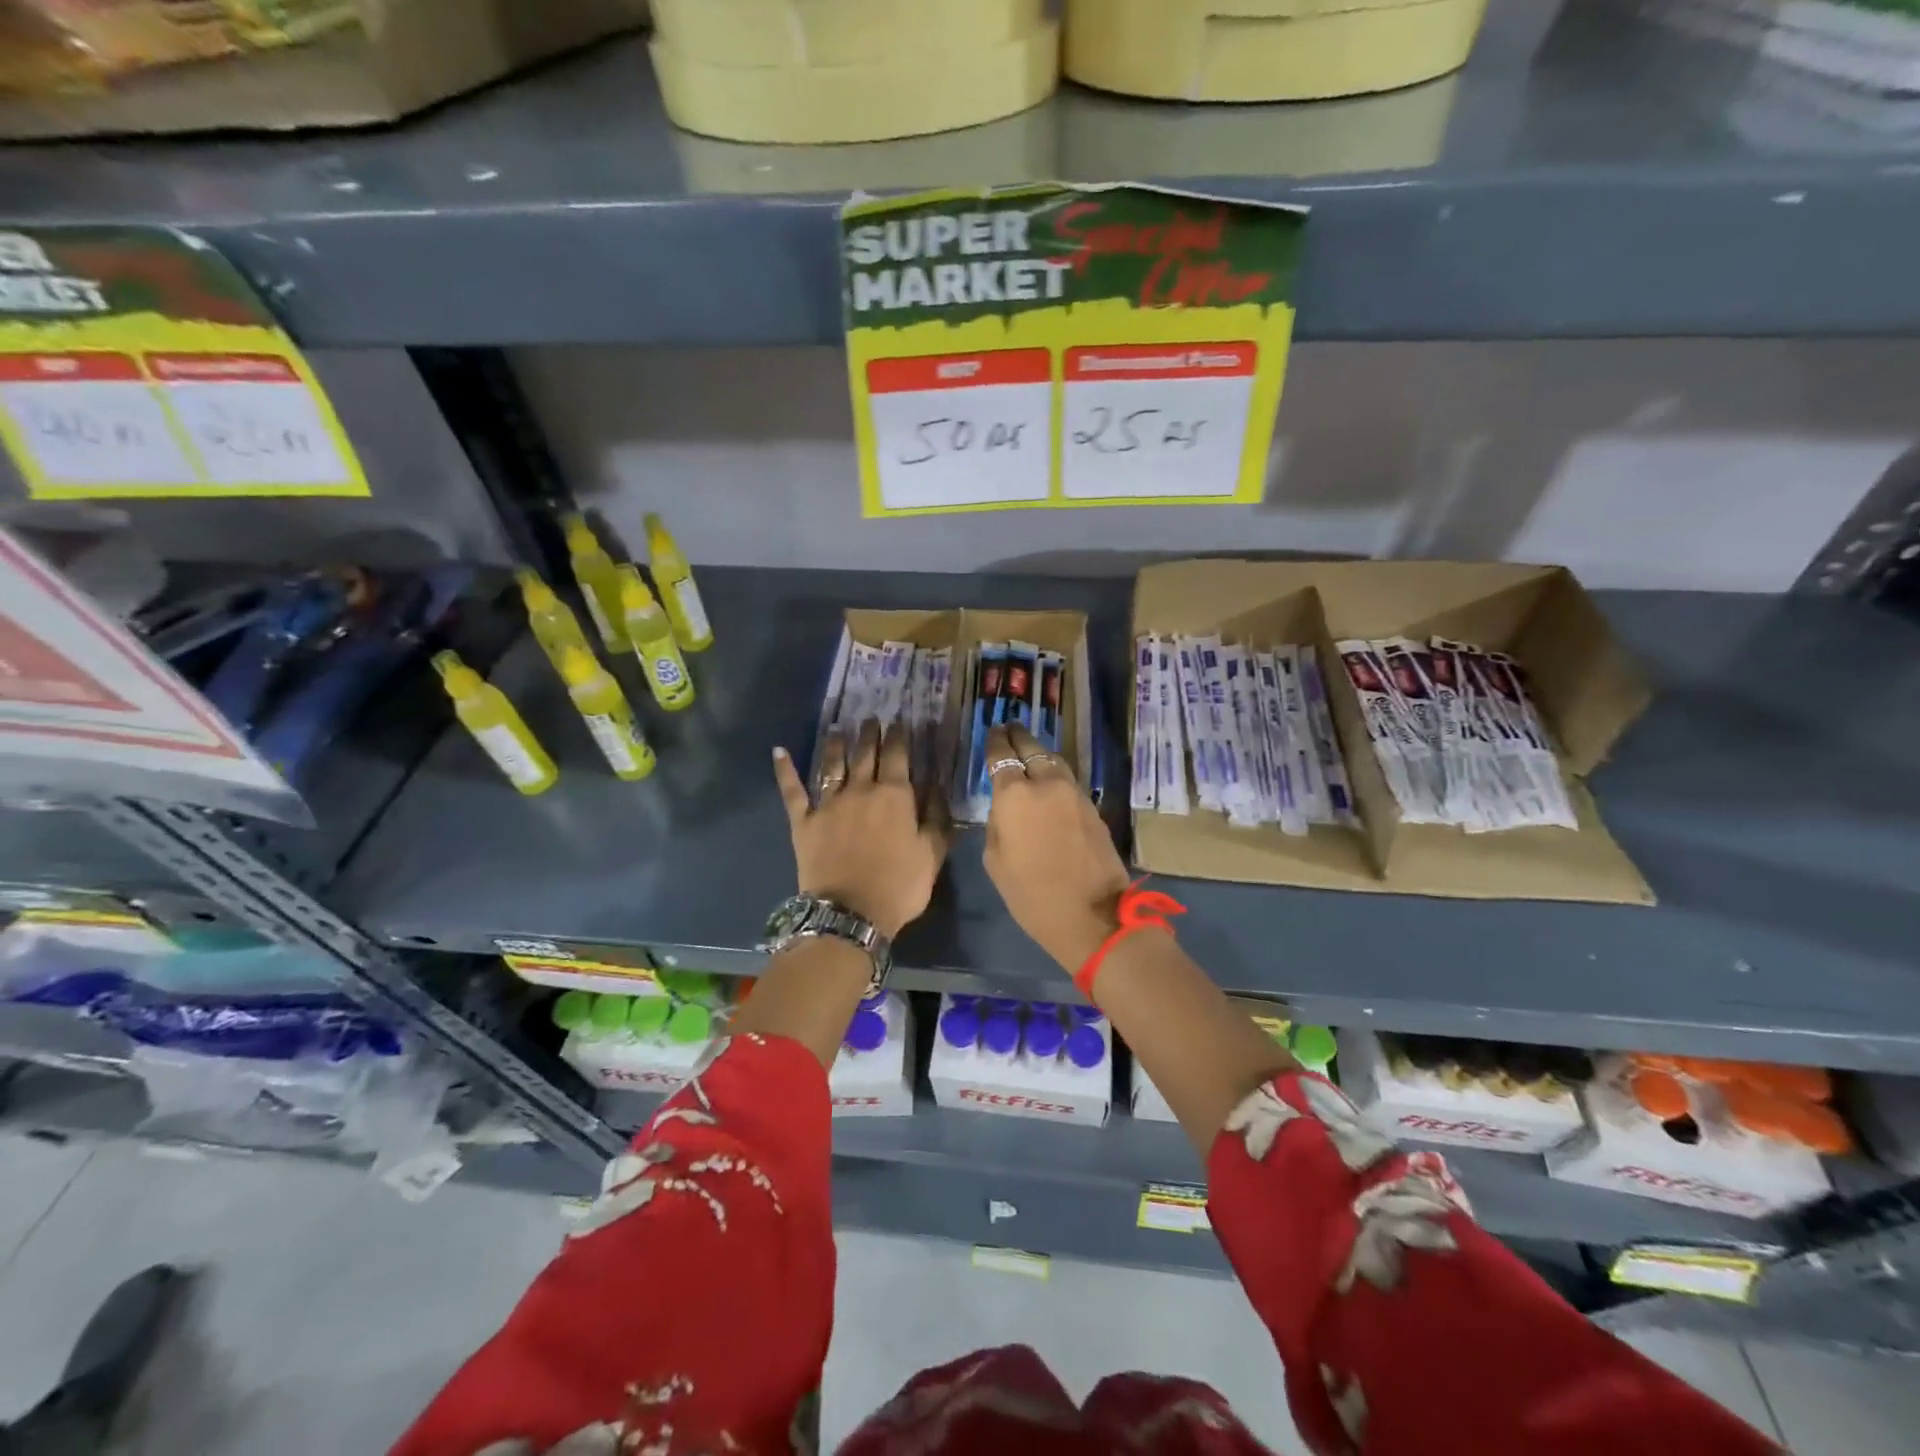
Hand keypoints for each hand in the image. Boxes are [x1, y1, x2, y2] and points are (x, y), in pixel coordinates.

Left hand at [773, 721, 947, 938]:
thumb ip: (937, 817)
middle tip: (871, 718)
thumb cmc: (899, 886)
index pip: (898, 755)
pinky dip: (785, 770)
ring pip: (832, 764)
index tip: (902, 721)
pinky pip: (793, 790)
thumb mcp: (932, 854)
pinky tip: (779, 751)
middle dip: (870, 733)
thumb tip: (938, 786)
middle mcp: (861, 789)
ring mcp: (829, 803)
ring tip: (837, 727)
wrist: (850, 913)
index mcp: (894, 795)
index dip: (900, 735)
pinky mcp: (804, 820)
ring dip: (835, 744)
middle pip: (865, 753)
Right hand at [982, 723, 1130, 972]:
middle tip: (1009, 728)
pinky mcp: (1092, 807)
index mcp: (1014, 795)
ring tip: (1029, 751)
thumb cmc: (1032, 895)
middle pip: (1032, 748)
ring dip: (1039, 753)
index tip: (992, 732)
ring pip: (1054, 760)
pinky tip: (1048, 780)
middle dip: (1018, 736)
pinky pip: (1068, 780)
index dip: (995, 741)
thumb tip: (1006, 809)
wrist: (1093, 915)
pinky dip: (1055, 773)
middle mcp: (1046, 783)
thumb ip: (998, 824)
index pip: (1001, 756)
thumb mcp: (996, 862)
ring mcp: (1074, 793)